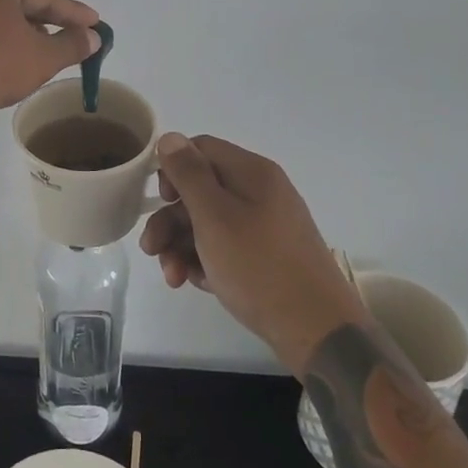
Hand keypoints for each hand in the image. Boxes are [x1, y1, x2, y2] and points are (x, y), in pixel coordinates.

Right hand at [139, 133, 353, 367]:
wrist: (316, 330)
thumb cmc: (258, 266)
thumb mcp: (214, 216)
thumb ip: (188, 175)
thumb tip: (170, 138)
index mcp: (252, 173)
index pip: (201, 149)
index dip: (173, 169)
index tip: (159, 200)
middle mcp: (260, 193)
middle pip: (200, 190)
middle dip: (170, 219)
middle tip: (151, 249)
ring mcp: (265, 226)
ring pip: (208, 223)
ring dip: (181, 245)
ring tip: (172, 277)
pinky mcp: (266, 257)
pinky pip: (225, 247)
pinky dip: (205, 262)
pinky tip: (196, 283)